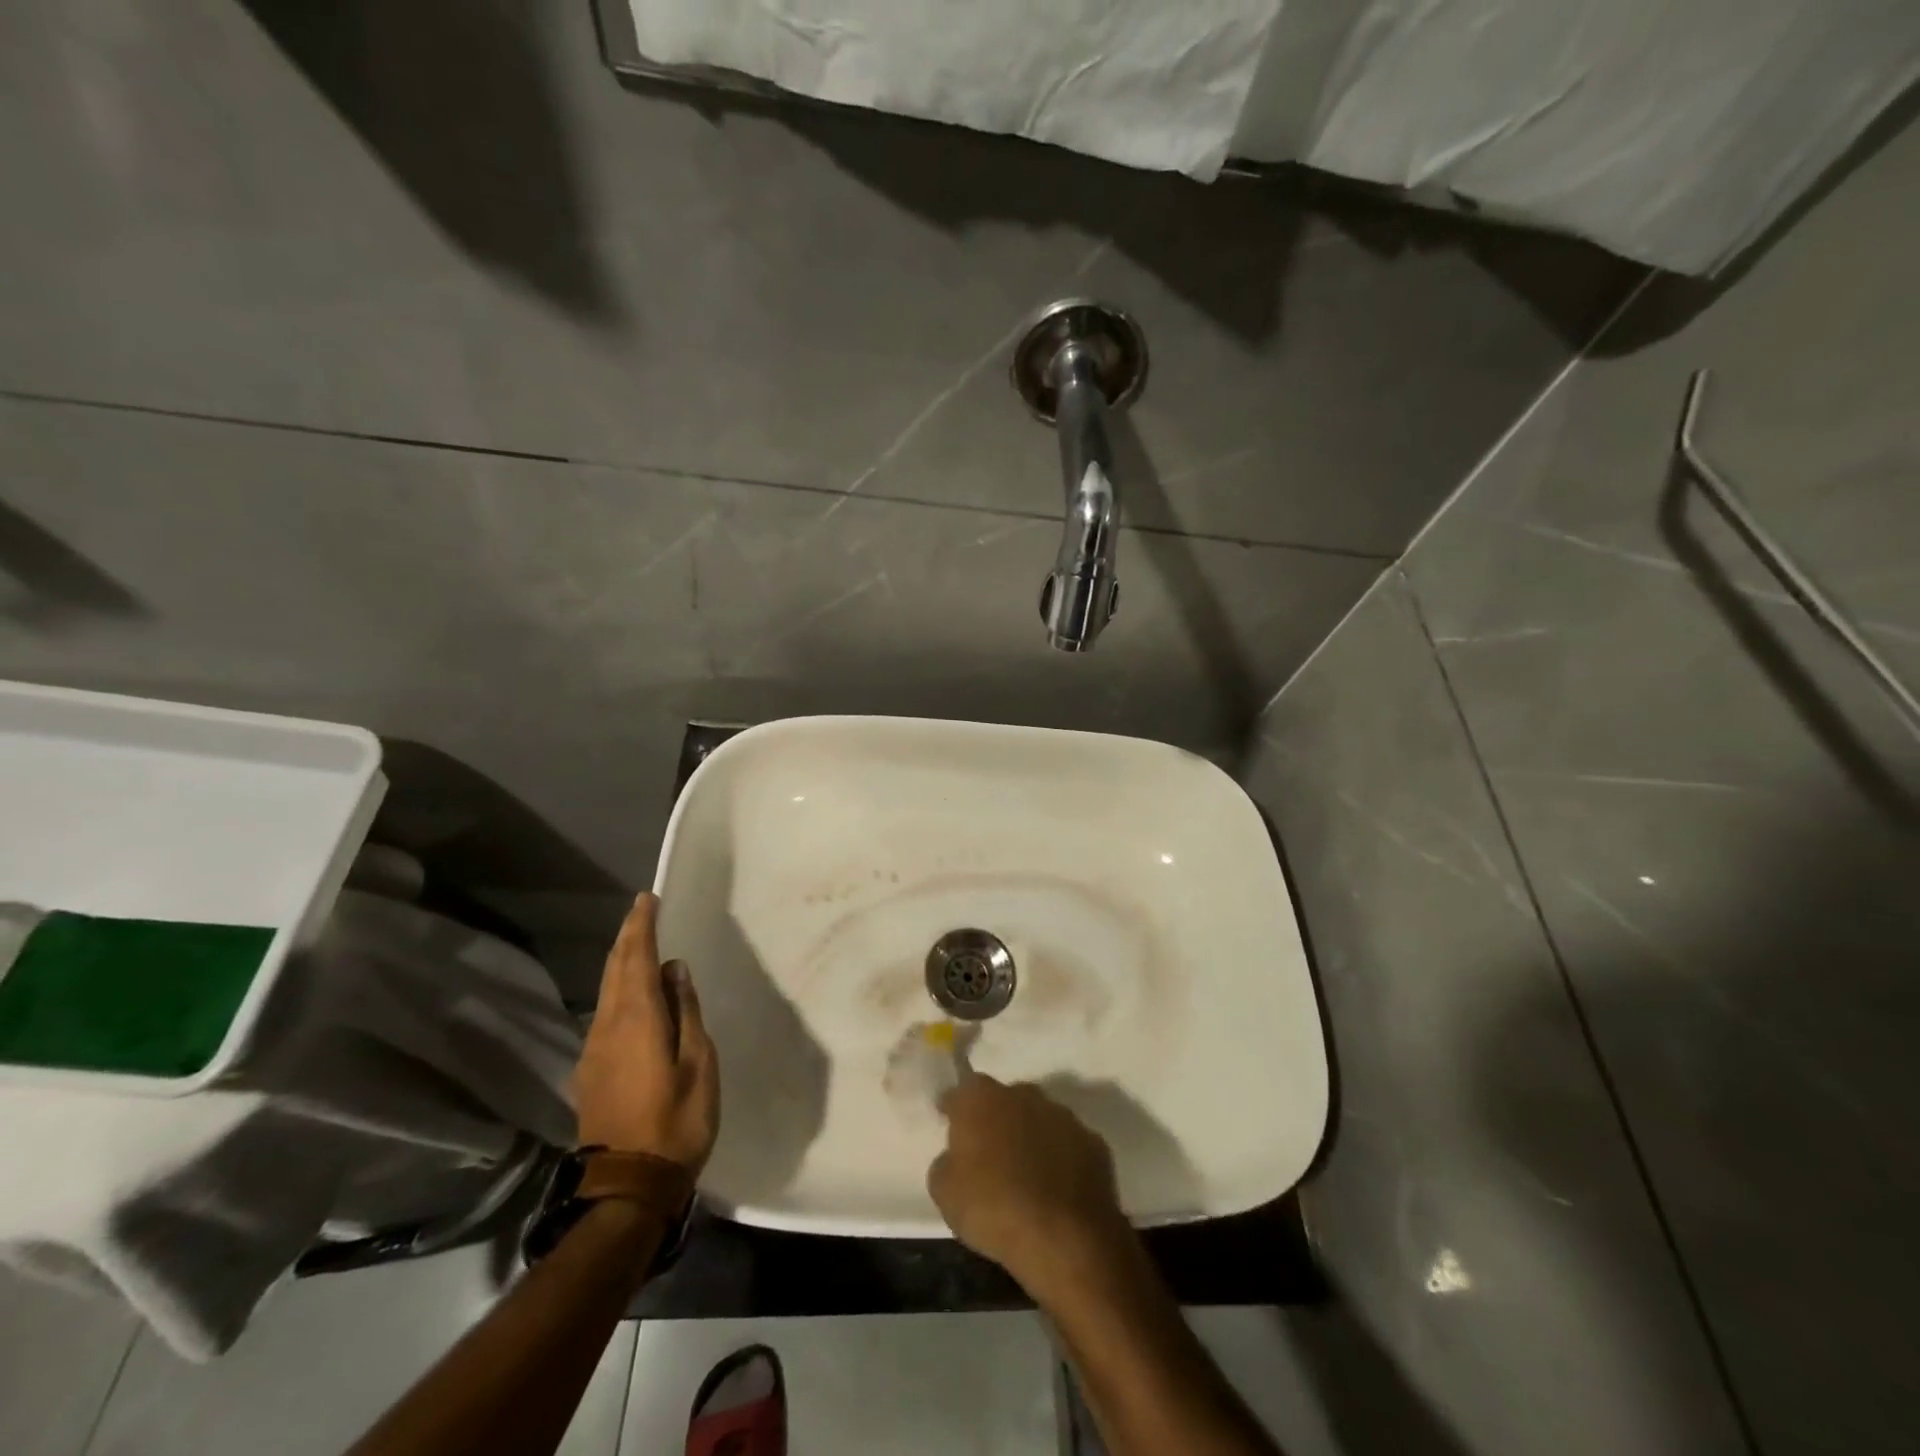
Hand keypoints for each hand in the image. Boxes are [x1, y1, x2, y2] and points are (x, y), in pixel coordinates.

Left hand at [574, 893, 718, 1171]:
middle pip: (613, 970)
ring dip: (621, 962)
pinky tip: (632, 996)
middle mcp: (607, 1026)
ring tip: (640, 945)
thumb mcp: (698, 1062)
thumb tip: (673, 969)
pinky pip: (605, 1014)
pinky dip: (618, 990)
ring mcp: (594, 1051)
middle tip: (641, 912)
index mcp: (637, 1019)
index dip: (640, 926)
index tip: (646, 899)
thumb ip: (685, 1012)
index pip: (635, 958)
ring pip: (606, 992)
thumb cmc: (676, 1121)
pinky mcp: (591, 1071)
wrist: (627, 1186)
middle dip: (627, 937)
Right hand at [928, 1075, 1129, 1292]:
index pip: (960, 1092)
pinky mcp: (1093, 1141)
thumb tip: (956, 1157)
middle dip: (995, 1119)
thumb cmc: (994, 1209)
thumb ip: (946, 1163)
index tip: (949, 1121)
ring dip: (1029, 1137)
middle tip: (989, 1153)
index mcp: (981, 1098)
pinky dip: (1060, 1158)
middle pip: (1003, 1100)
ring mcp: (1062, 1115)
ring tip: (1025, 1174)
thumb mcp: (945, 1193)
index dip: (953, 1107)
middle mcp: (1023, 1094)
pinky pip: (1067, 1145)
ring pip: (1038, 1119)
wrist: (1066, 1239)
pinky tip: (1055, 1189)